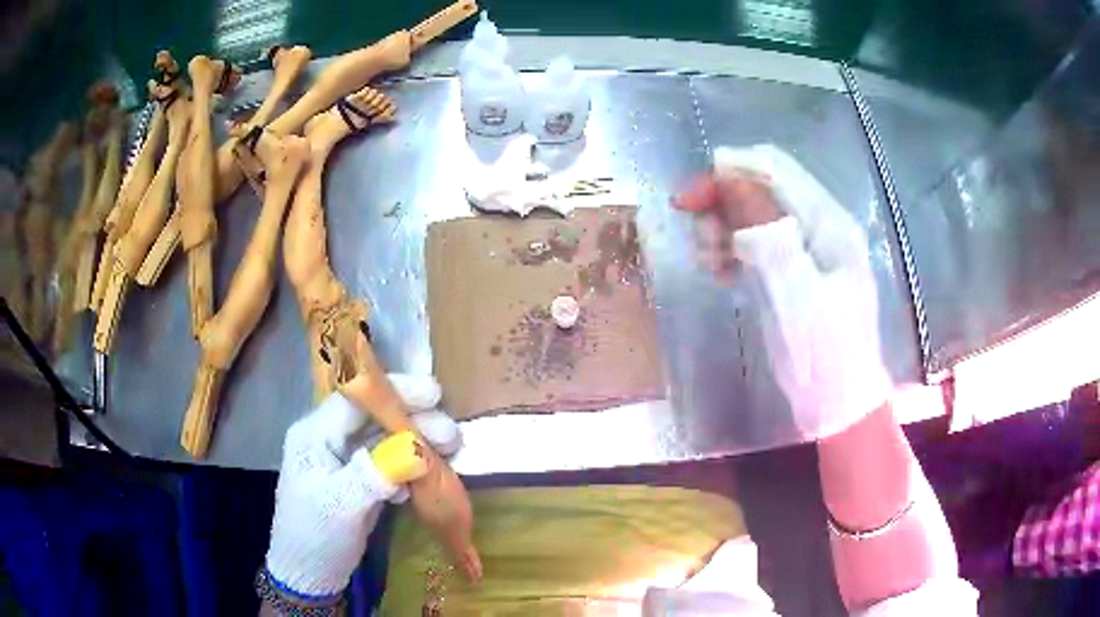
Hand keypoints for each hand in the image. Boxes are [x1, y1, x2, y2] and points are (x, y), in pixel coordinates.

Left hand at [264, 374, 460, 599]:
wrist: (310, 575)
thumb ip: (373, 475)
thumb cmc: (315, 537)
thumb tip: (416, 451)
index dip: (393, 392)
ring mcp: (346, 460)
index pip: (355, 400)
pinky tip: (430, 477)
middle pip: (375, 417)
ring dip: (418, 444)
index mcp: (315, 435)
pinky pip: (390, 463)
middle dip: (413, 421)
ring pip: (386, 439)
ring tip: (450, 453)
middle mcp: (330, 439)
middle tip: (451, 436)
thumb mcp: (341, 506)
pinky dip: (411, 467)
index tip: (434, 396)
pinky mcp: (361, 480)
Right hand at [675, 144, 891, 438]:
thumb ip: (767, 230)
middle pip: (762, 188)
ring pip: (752, 215)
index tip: (690, 195)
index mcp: (829, 223)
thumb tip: (730, 174)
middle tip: (689, 222)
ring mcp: (804, 251)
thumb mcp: (797, 291)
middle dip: (723, 198)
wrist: (837, 407)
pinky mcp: (789, 274)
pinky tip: (718, 271)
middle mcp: (818, 227)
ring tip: (707, 259)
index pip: (777, 170)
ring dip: (723, 226)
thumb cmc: (824, 354)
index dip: (732, 169)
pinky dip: (730, 250)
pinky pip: (753, 244)